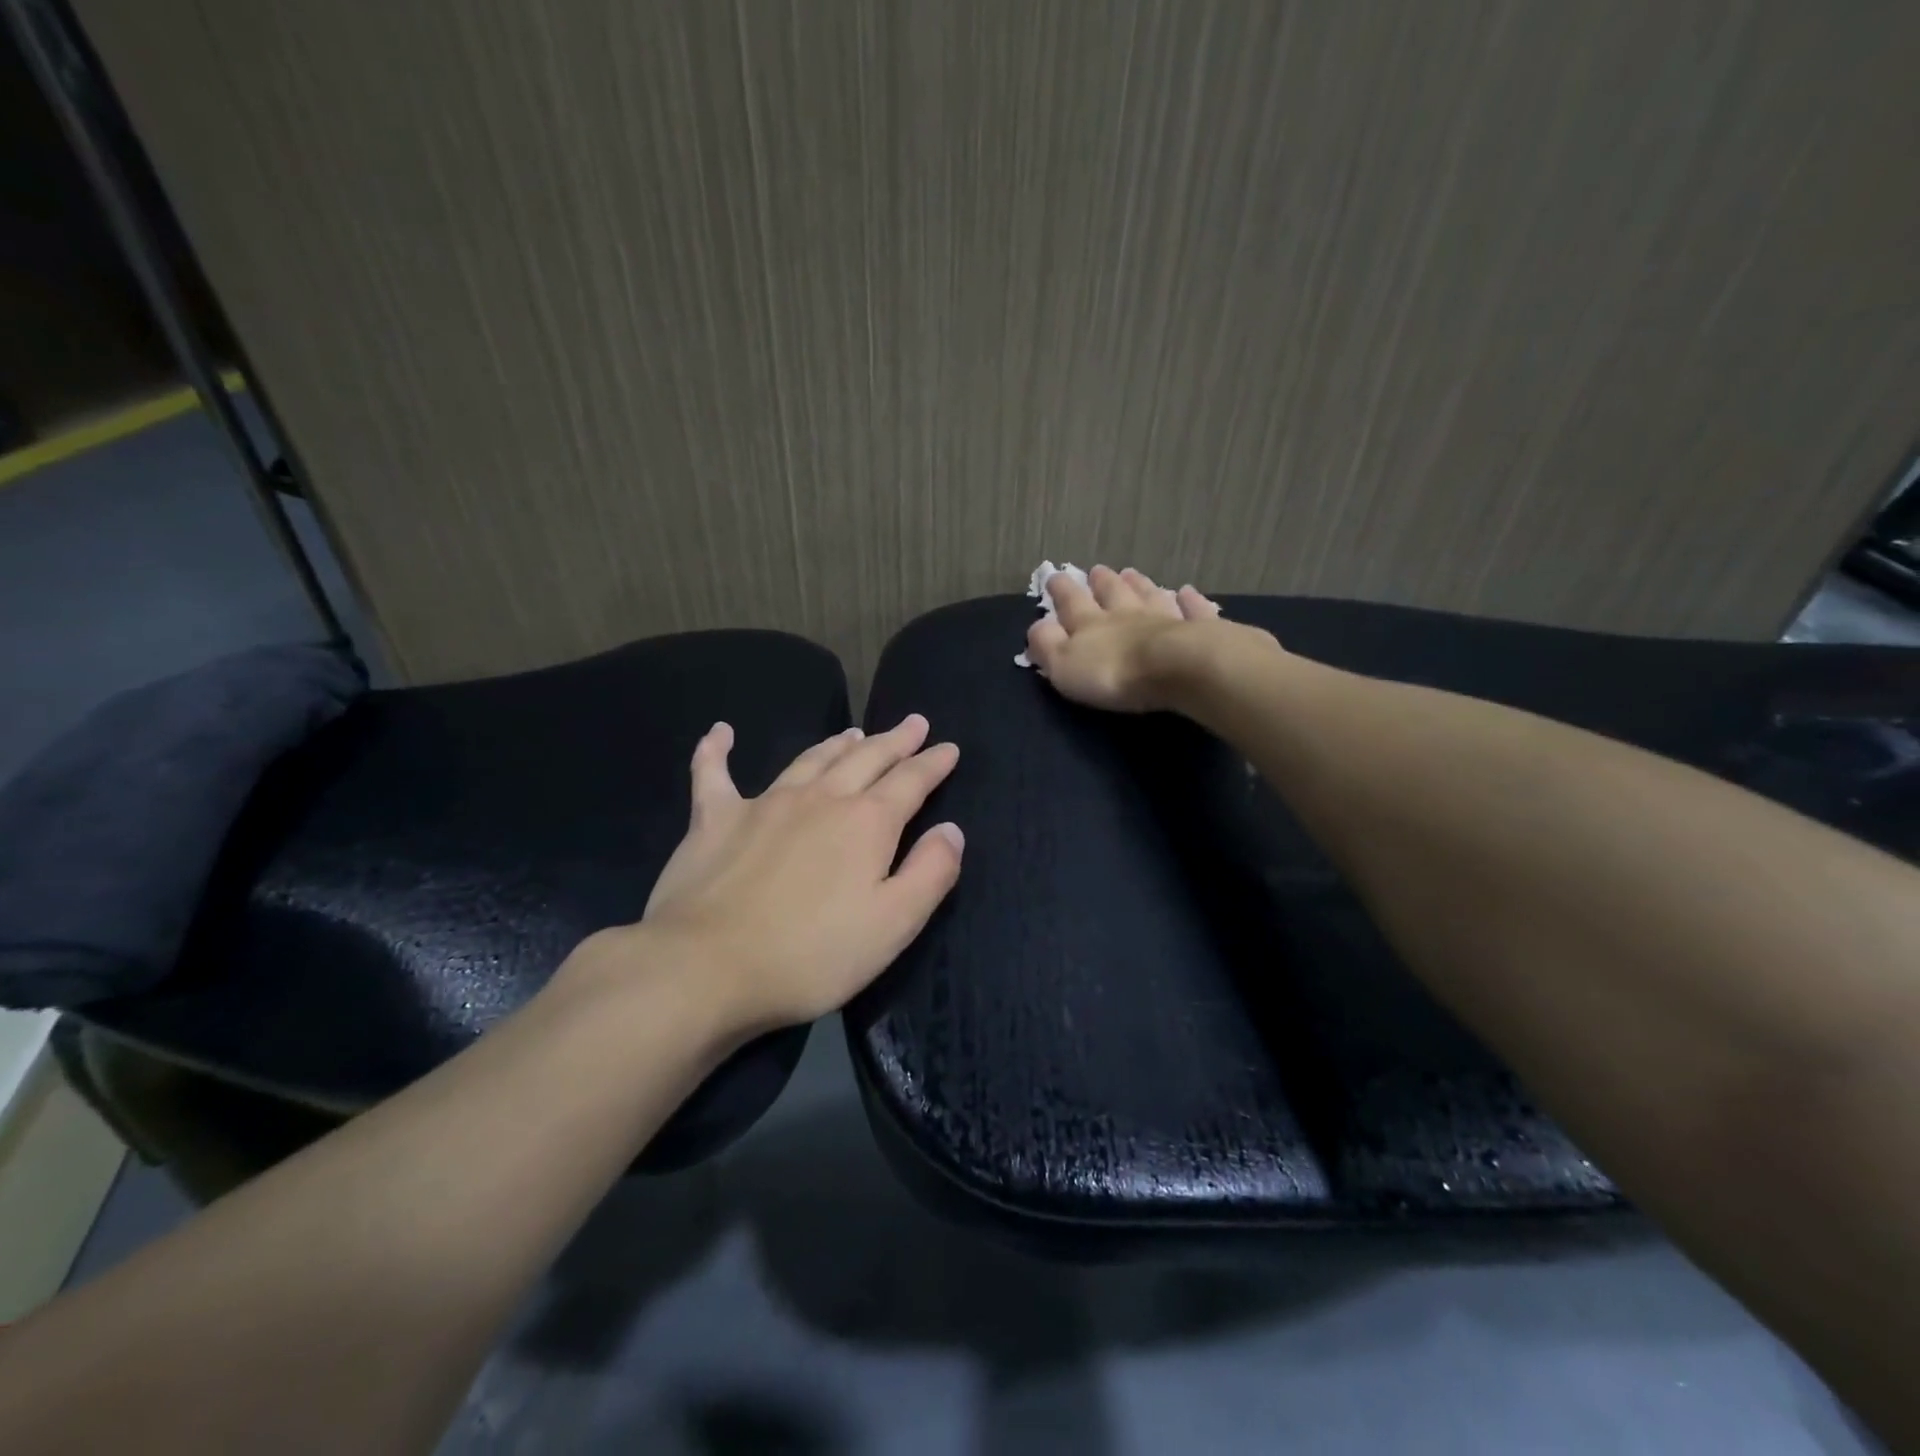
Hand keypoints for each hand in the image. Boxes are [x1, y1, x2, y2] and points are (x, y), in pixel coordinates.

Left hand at [578, 715, 963, 1035]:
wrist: (706, 967)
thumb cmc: (811, 955)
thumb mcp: (893, 924)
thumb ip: (930, 872)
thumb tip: (952, 830)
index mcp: (867, 823)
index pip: (910, 782)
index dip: (933, 763)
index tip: (949, 747)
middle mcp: (820, 799)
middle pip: (865, 759)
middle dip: (894, 741)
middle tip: (913, 723)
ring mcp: (764, 803)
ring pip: (809, 760)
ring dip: (836, 744)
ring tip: (854, 732)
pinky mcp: (714, 819)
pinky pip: (714, 773)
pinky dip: (717, 749)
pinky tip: (720, 732)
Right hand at [1023, 565, 1225, 712]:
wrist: (1177, 668)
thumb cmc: (1113, 672)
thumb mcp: (1064, 664)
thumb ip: (1047, 644)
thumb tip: (1037, 625)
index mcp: (1090, 623)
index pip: (1071, 602)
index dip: (1061, 590)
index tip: (1055, 575)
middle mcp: (1126, 613)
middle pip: (1112, 592)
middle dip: (1101, 581)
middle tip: (1096, 570)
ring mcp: (1165, 617)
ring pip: (1149, 595)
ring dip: (1139, 584)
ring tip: (1132, 573)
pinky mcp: (1198, 629)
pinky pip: (1192, 610)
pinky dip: (1189, 600)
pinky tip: (1187, 592)